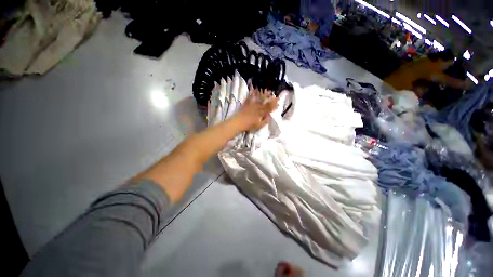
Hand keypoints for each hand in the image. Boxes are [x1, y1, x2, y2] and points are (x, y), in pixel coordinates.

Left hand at [233, 88, 278, 130]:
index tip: (278, 102)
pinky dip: (252, 93)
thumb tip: (270, 116)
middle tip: (275, 95)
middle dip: (271, 98)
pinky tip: (255, 89)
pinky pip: (250, 97)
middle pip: (265, 102)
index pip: (269, 108)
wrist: (238, 122)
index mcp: (261, 112)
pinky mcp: (246, 104)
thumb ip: (265, 121)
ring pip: (259, 99)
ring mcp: (251, 104)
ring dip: (264, 94)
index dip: (274, 105)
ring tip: (268, 90)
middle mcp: (257, 107)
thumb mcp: (259, 125)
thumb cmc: (249, 125)